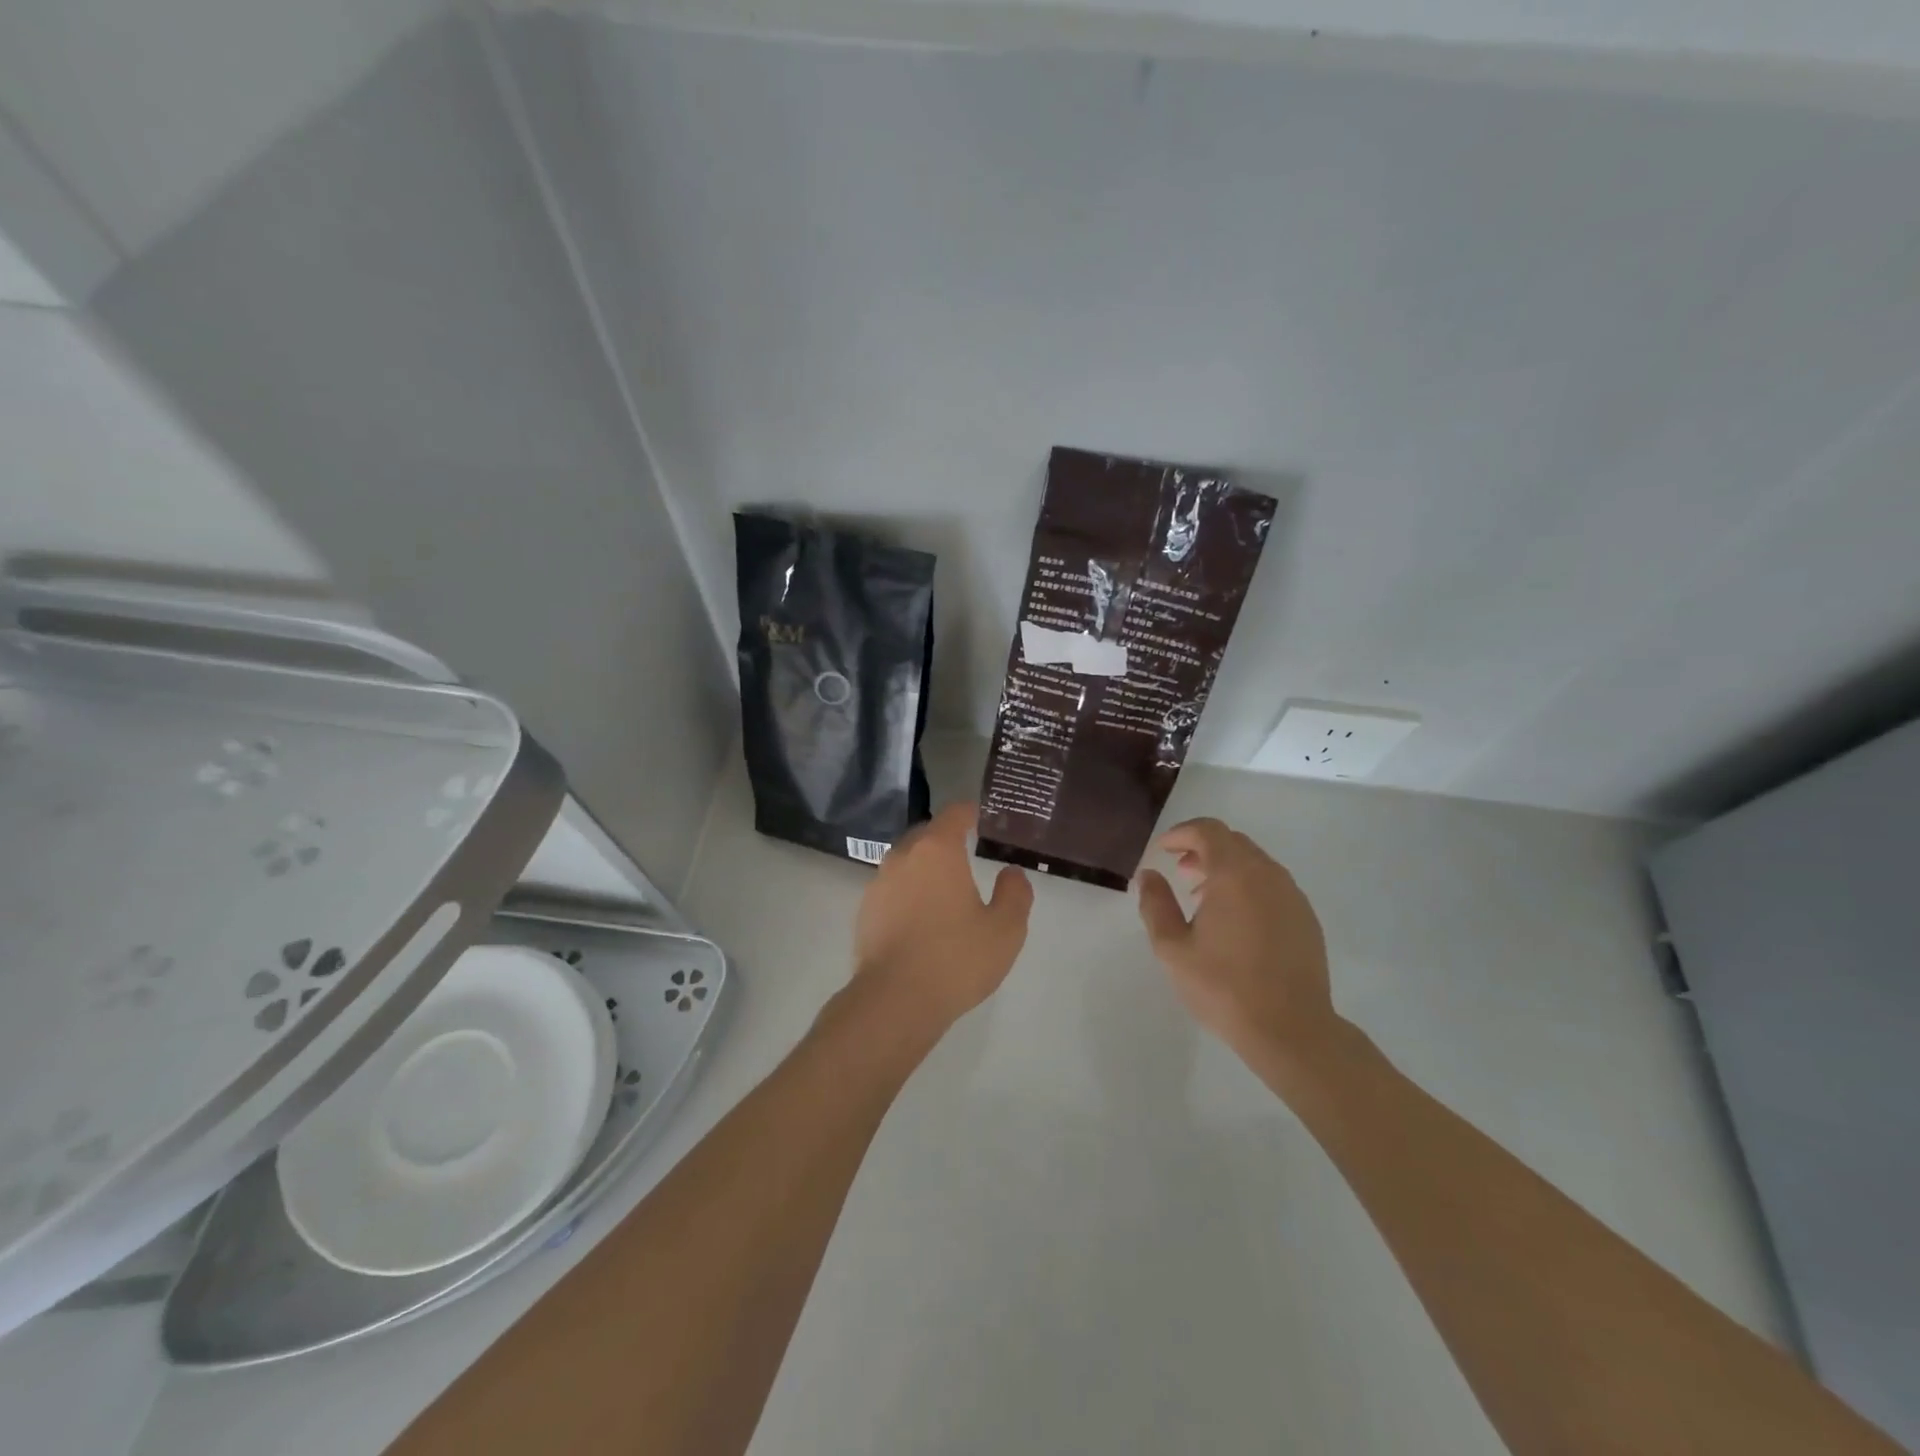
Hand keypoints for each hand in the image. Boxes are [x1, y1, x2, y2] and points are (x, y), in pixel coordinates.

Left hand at [851, 802, 1032, 1034]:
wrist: (895, 1001)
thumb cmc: (956, 958)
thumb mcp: (1005, 929)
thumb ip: (1014, 893)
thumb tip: (1011, 872)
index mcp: (937, 851)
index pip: (955, 813)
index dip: (971, 813)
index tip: (983, 819)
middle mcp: (903, 857)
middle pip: (927, 835)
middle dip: (947, 840)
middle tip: (969, 855)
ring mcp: (878, 884)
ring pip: (906, 862)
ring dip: (925, 869)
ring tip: (946, 891)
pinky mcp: (865, 911)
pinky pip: (892, 890)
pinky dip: (908, 894)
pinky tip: (922, 921)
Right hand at [1135, 817, 1340, 1067]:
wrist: (1291, 1030)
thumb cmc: (1223, 987)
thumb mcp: (1173, 948)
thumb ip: (1156, 904)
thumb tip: (1149, 875)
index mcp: (1234, 874)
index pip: (1208, 830)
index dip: (1181, 834)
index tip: (1162, 851)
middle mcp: (1268, 874)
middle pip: (1232, 841)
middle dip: (1202, 848)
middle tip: (1180, 872)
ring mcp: (1292, 895)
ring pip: (1255, 862)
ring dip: (1226, 867)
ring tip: (1203, 899)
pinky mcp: (1306, 917)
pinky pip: (1272, 884)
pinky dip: (1248, 886)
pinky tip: (1235, 921)